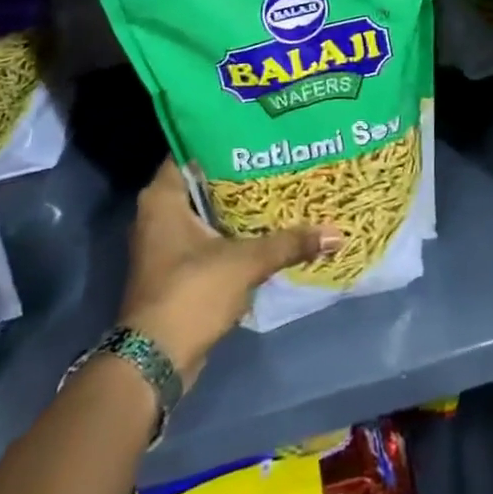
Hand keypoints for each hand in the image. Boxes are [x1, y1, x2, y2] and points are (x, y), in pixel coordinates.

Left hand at [118, 159, 339, 382]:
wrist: (156, 362)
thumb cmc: (190, 293)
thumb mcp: (245, 262)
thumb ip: (289, 243)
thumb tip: (336, 233)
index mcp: (163, 198)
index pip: (192, 149)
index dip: (223, 138)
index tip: (257, 131)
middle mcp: (158, 213)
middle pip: (204, 180)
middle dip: (239, 172)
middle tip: (277, 156)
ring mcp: (166, 243)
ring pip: (208, 210)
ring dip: (238, 204)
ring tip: (279, 185)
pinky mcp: (177, 268)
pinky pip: (209, 236)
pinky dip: (233, 231)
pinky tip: (267, 225)